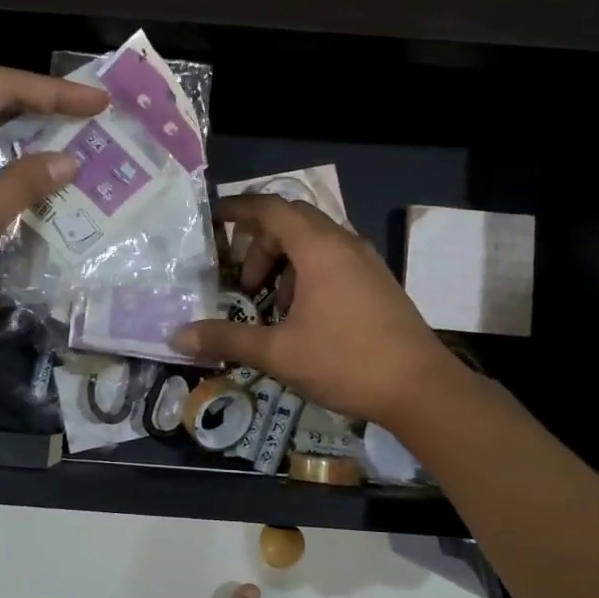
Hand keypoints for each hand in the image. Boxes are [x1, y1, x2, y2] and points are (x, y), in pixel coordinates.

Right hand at [172, 195, 461, 425]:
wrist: (421, 389)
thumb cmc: (346, 362)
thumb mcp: (279, 352)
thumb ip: (227, 338)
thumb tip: (177, 337)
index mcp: (319, 248)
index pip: (270, 208)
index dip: (237, 209)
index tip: (211, 219)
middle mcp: (344, 243)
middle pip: (291, 222)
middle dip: (259, 244)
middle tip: (241, 282)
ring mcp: (365, 262)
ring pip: (314, 242)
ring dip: (284, 263)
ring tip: (269, 304)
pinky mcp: (377, 282)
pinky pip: (333, 260)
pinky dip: (306, 274)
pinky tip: (301, 316)